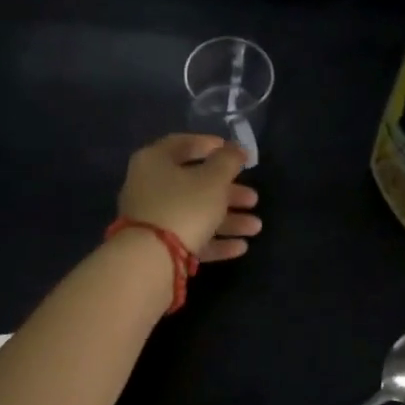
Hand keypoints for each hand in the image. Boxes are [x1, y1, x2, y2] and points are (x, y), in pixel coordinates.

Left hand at [117, 134, 261, 261]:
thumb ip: (228, 161)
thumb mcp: (213, 179)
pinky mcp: (157, 247)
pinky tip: (240, 247)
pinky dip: (214, 241)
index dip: (210, 145)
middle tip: (253, 199)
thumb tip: (235, 148)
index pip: (182, 144)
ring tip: (255, 227)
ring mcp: (151, 219)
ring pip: (194, 214)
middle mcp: (148, 187)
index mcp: (154, 161)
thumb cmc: (183, 207)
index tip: (235, 153)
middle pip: (193, 184)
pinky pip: (189, 238)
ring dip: (227, 220)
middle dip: (228, 192)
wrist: (150, 260)